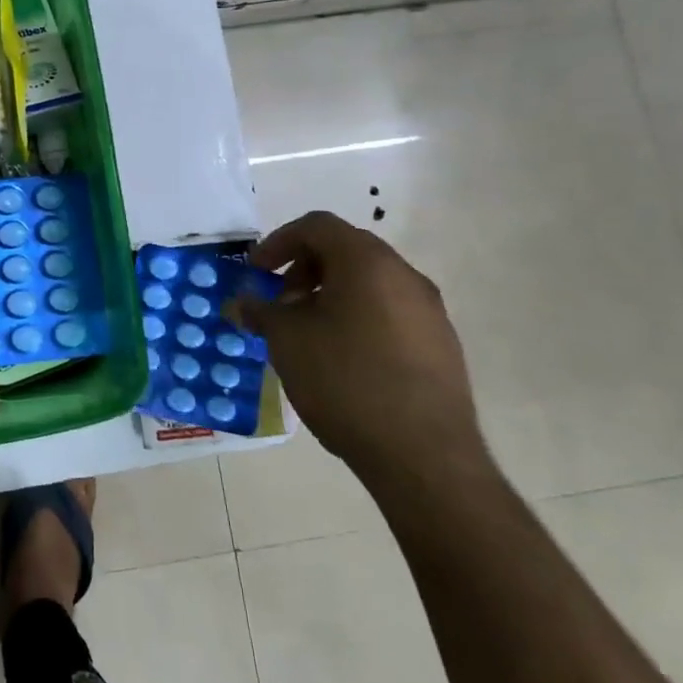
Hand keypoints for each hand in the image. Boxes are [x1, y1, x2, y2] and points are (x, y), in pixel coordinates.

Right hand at [230, 211, 486, 493]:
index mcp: (367, 262)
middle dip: (304, 268)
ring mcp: (430, 311)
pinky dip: (358, 317)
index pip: (317, 226)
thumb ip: (261, 311)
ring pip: (370, 282)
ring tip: (306, 333)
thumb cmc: (345, 381)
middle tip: (279, 302)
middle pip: (346, 250)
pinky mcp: (441, 344)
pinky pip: (390, 311)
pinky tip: (341, 358)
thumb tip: (241, 302)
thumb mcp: (287, 341)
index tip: (256, 271)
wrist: (423, 456)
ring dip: (331, 293)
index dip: (278, 242)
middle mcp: (404, 275)